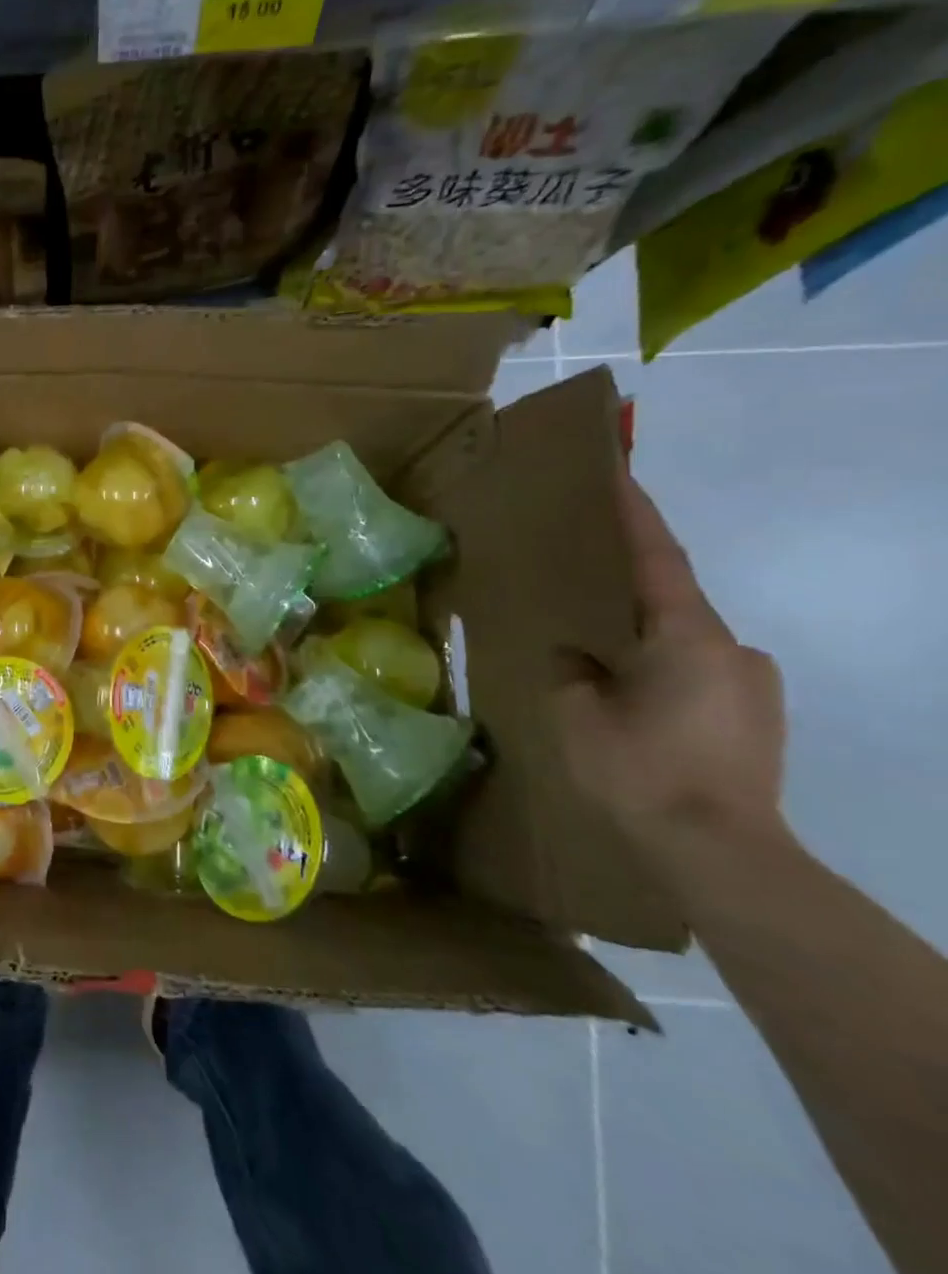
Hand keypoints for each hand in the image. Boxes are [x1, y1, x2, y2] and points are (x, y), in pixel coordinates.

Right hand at [554, 469, 788, 876]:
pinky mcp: (756, 720)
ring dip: (642, 644)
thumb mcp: (576, 712)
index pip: (658, 561)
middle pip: (672, 604)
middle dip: (627, 596)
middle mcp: (734, 650)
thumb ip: (572, 671)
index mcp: (689, 637)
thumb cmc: (638, 768)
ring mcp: (753, 687)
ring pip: (684, 646)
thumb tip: (575, 656)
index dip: (636, 517)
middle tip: (579, 599)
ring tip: (598, 666)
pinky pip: (698, 676)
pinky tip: (632, 704)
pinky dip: (661, 674)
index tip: (619, 478)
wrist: (719, 851)